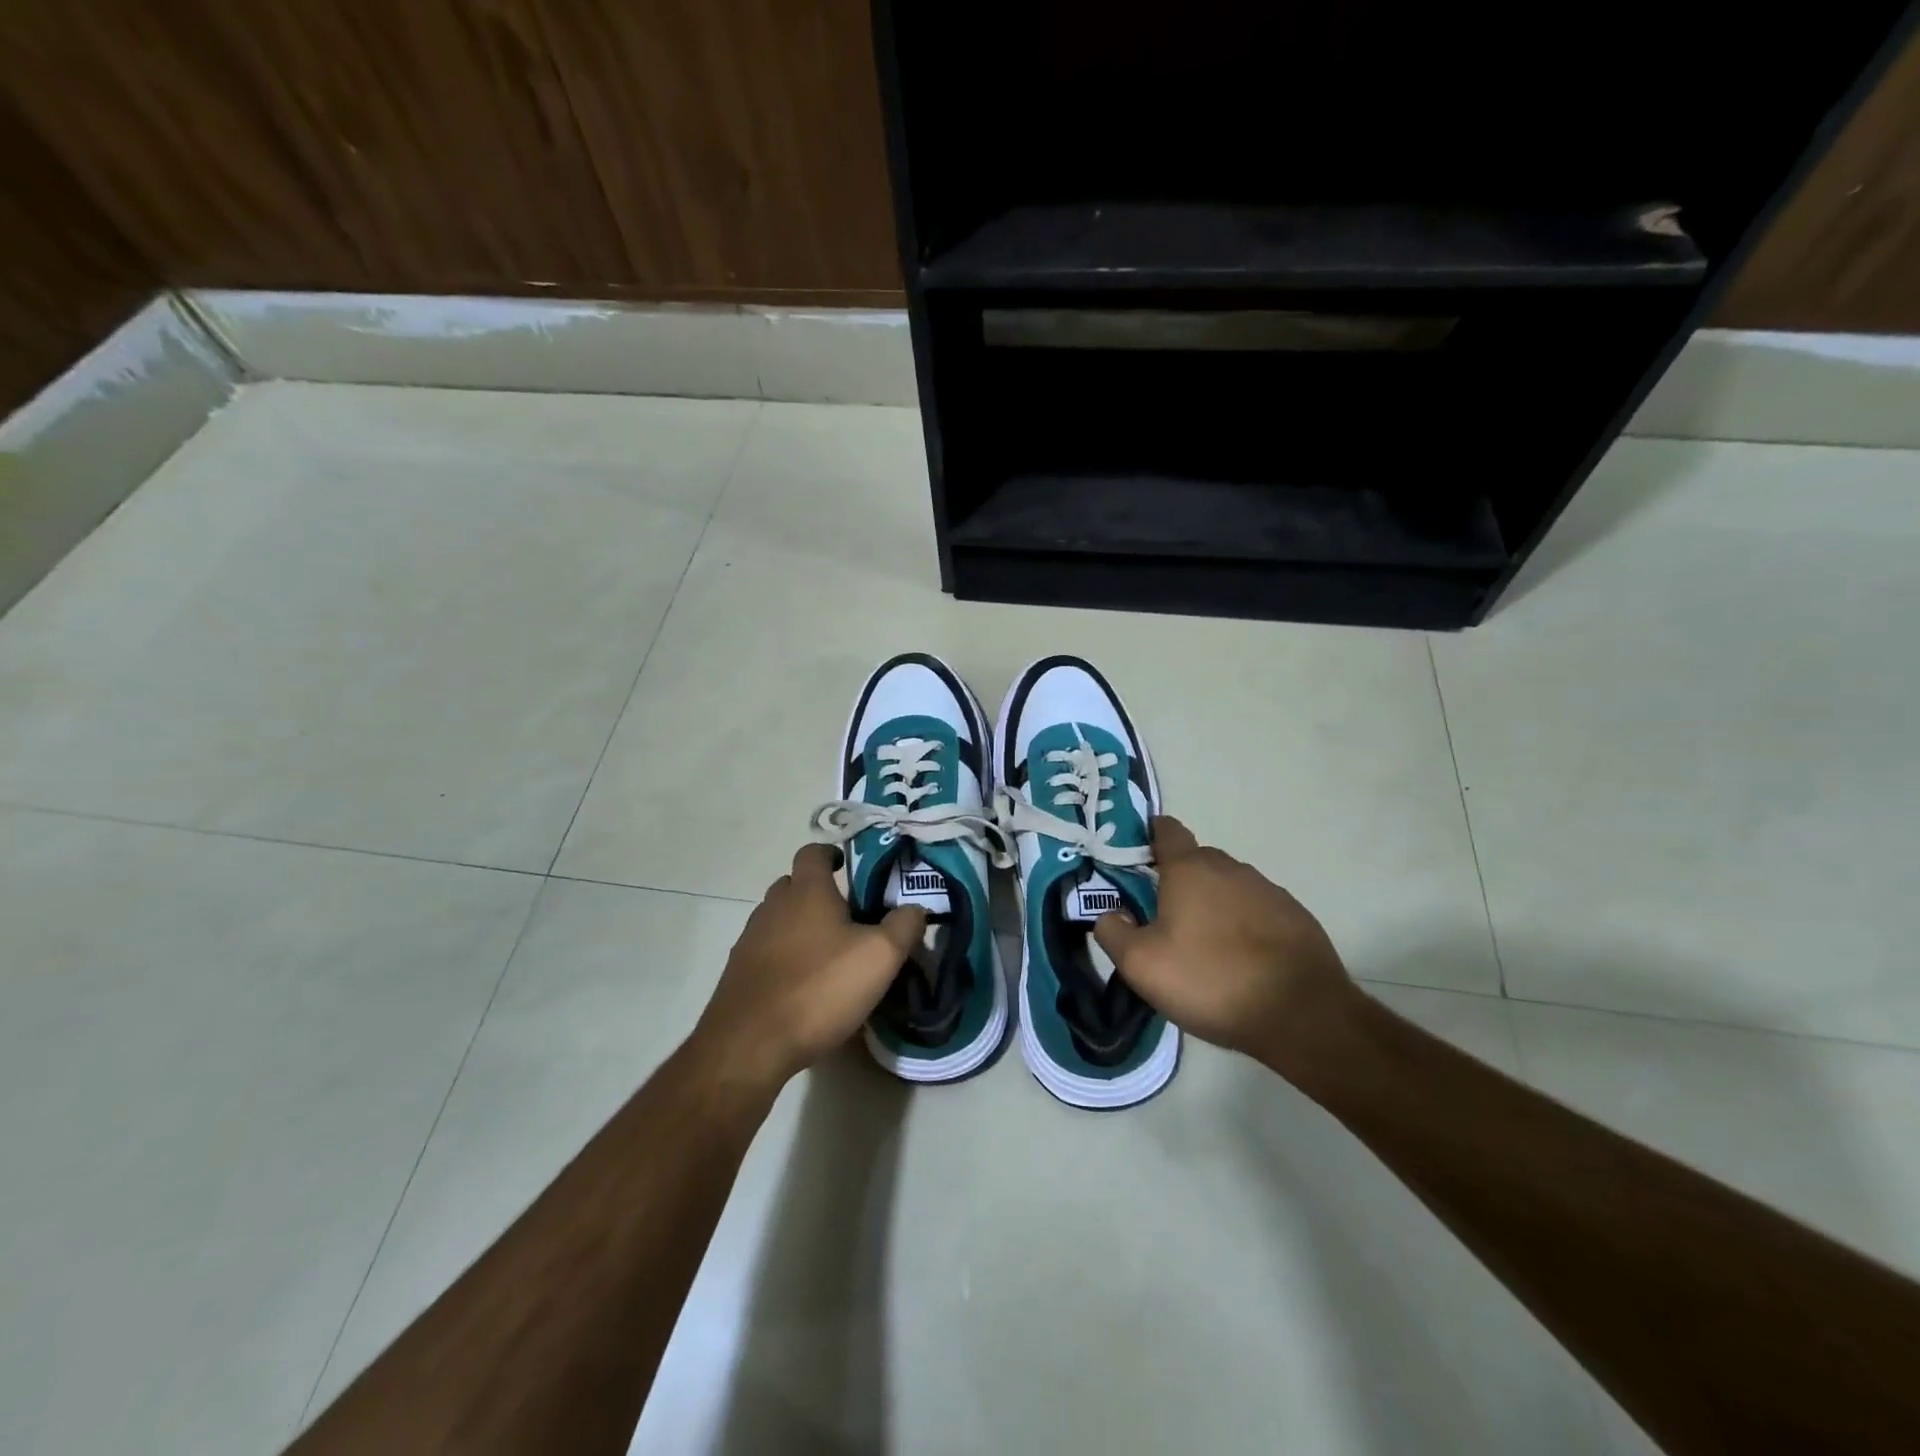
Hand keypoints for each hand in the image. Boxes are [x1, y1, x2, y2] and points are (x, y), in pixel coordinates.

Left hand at [692, 843, 924, 1089]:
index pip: (813, 852)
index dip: (831, 854)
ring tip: (830, 953)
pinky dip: (786, 957)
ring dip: (801, 927)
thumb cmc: (819, 988)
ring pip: (779, 919)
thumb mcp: (880, 957)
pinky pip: (767, 952)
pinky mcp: (739, 974)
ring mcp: (750, 940)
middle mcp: (773, 906)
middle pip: (794, 885)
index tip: (848, 868)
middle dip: (818, 893)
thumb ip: (903, 926)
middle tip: (849, 916)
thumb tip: (914, 908)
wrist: (749, 1045)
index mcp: (806, 891)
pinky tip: (805, 985)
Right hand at [1093, 816, 1359, 1073]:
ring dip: (1213, 905)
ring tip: (1204, 946)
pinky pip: (1257, 910)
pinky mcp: (1296, 917)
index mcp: (1190, 869)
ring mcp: (1268, 891)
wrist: (1301, 1014)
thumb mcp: (1141, 965)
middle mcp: (1230, 868)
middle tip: (1162, 918)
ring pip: (1228, 886)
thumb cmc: (1211, 980)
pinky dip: (1243, 925)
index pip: (1167, 830)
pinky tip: (1241, 960)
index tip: (1136, 857)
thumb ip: (1113, 932)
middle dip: (1178, 880)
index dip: (1149, 836)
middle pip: (1197, 861)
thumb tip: (1109, 915)